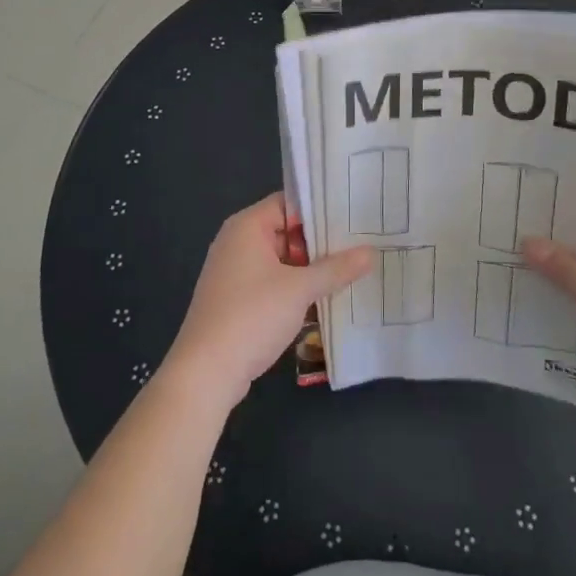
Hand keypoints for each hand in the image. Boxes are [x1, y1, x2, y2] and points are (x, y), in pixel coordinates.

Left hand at [164, 194, 372, 409]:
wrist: (205, 372)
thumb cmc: (252, 316)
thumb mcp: (300, 289)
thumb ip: (336, 269)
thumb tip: (370, 252)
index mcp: (246, 226)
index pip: (289, 203)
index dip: (320, 209)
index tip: (354, 215)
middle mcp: (237, 242)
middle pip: (286, 231)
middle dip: (320, 242)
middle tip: (361, 243)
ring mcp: (234, 272)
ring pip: (281, 260)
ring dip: (309, 268)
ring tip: (351, 270)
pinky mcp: (236, 299)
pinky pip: (272, 282)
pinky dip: (294, 287)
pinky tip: (324, 298)